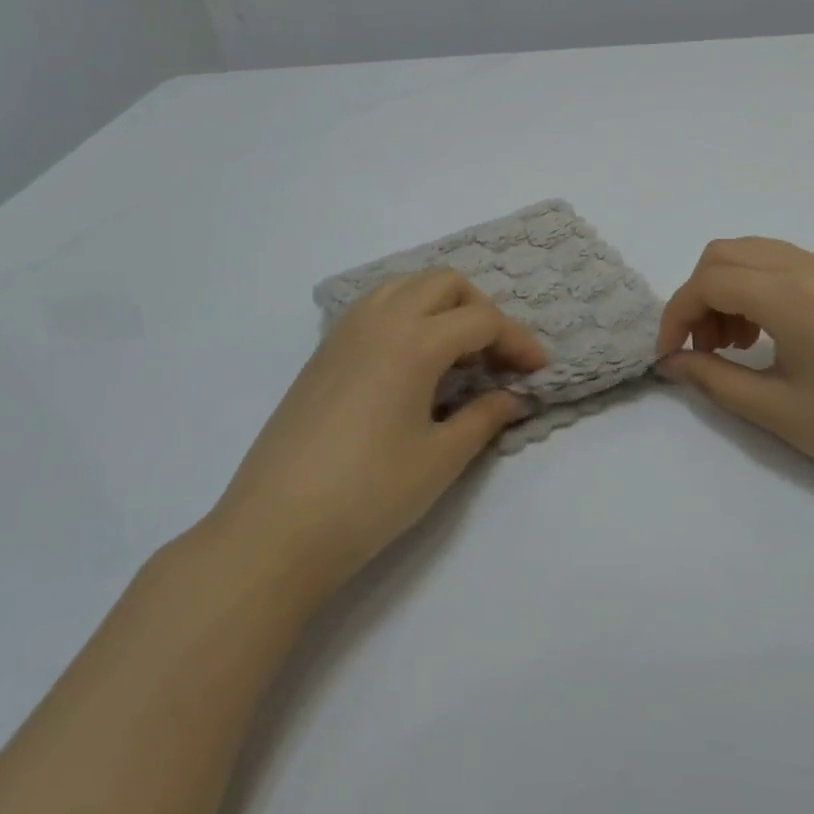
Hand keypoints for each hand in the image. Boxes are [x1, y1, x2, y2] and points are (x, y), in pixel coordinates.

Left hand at [211, 269, 546, 605]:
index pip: (481, 320)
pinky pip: (375, 308)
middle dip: (480, 310)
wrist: (275, 530)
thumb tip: (515, 397)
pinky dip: (406, 315)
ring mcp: (344, 333)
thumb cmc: (368, 495)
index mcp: (413, 341)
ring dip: (440, 306)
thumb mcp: (441, 459)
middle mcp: (379, 321)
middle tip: (496, 358)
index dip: (518, 341)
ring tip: (456, 355)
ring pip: (404, 286)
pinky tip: (412, 364)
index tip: (538, 371)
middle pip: (444, 284)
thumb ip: (485, 417)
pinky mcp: (323, 352)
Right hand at [656, 238, 813, 517]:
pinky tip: (768, 334)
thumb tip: (670, 363)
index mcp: (793, 297)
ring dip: (727, 288)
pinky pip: (785, 263)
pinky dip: (758, 287)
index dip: (677, 316)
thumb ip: (713, 378)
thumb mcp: (777, 411)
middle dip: (698, 296)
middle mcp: (811, 268)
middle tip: (703, 348)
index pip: (709, 282)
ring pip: (755, 253)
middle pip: (725, 254)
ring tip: (734, 344)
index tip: (671, 357)